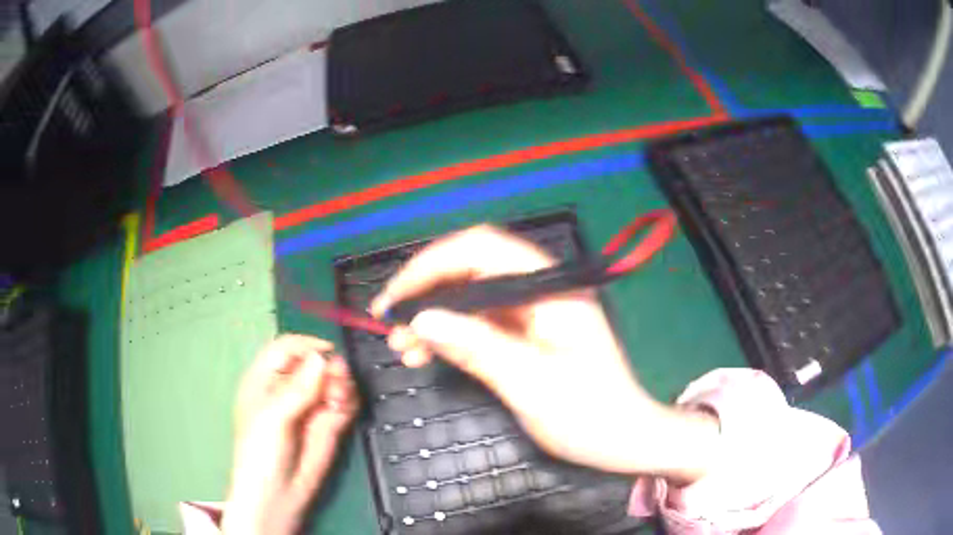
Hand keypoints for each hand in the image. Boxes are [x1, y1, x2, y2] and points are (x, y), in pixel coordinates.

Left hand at [222, 335, 358, 534]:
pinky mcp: (329, 424)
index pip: (286, 348)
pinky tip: (344, 407)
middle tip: (339, 381)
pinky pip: (344, 402)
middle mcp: (289, 388)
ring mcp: (310, 406)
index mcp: (265, 379)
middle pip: (315, 363)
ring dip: (342, 384)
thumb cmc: (261, 452)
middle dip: (329, 367)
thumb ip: (298, 389)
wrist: (279, 495)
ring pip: (333, 381)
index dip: (306, 345)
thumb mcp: (273, 418)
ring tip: (340, 400)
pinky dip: (349, 400)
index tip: (328, 352)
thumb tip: (321, 357)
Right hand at [371, 225, 717, 482]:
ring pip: (469, 296)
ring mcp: (531, 311)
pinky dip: (448, 335)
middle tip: (389, 322)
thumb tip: (421, 320)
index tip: (396, 297)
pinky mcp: (523, 332)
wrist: (621, 439)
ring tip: (400, 346)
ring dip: (432, 316)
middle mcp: (539, 289)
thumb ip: (478, 347)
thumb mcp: (531, 384)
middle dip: (426, 291)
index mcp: (550, 288)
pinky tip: (424, 353)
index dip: (432, 265)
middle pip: (471, 268)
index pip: (483, 250)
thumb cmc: (588, 415)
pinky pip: (477, 322)